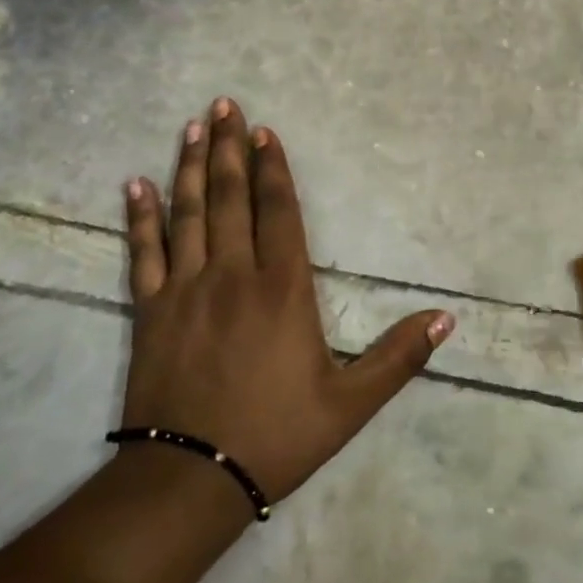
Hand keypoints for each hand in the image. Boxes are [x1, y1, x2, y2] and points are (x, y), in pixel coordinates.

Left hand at [121, 99, 453, 512]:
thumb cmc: (277, 436)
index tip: (266, 131)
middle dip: (231, 148)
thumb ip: (398, 357)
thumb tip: (446, 318)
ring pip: (188, 213)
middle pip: (231, 198)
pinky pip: (144, 252)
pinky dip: (140, 217)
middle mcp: (233, 275)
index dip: (274, 168)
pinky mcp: (151, 310)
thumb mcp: (351, 404)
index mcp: (283, 289)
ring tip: (194, 127)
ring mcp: (186, 289)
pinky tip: (136, 185)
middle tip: (225, 105)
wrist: (192, 478)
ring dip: (193, 167)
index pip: (279, 211)